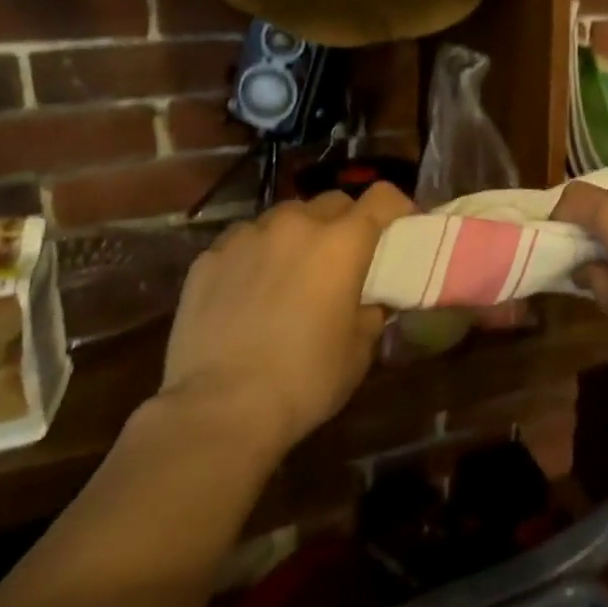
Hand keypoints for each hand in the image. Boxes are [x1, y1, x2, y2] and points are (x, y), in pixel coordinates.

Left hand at [159, 184, 413, 449]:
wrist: (219, 409)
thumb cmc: (305, 379)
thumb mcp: (359, 350)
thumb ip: (371, 312)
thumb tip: (370, 301)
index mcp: (342, 243)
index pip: (381, 198)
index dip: (397, 208)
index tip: (400, 229)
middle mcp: (296, 225)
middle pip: (332, 202)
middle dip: (345, 222)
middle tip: (344, 257)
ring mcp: (247, 237)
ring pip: (283, 217)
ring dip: (297, 235)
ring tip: (292, 270)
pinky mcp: (207, 259)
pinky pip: (243, 241)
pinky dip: (256, 254)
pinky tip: (250, 289)